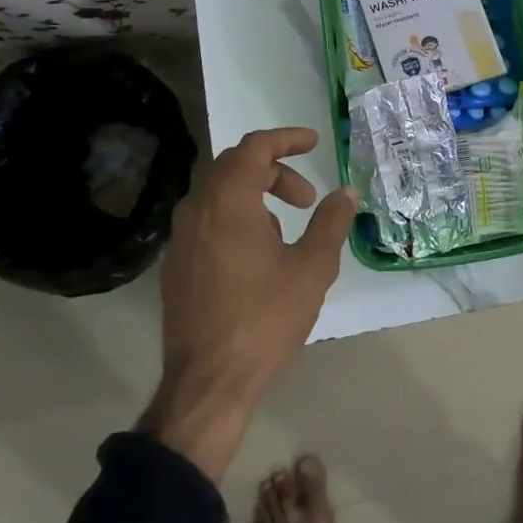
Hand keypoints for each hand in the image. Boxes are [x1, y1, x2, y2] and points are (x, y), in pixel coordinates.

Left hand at [138, 127, 357, 481]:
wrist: (207, 383)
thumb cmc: (264, 319)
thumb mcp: (311, 268)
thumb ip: (331, 222)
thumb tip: (346, 192)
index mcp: (228, 200)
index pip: (255, 147)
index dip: (287, 139)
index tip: (314, 142)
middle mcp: (197, 209)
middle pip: (234, 166)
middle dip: (274, 170)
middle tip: (307, 196)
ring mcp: (181, 238)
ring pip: (218, 193)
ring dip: (255, 195)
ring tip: (286, 229)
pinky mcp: (176, 264)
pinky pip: (207, 220)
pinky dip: (235, 217)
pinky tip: (257, 254)